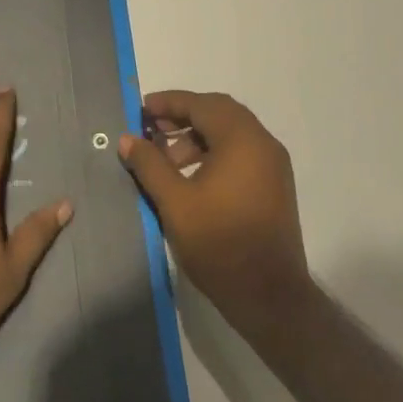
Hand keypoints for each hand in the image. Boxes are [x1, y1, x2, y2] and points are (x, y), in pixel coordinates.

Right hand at [119, 90, 310, 333]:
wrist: (270, 298)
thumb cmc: (219, 243)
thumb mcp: (174, 202)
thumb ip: (149, 164)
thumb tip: (127, 138)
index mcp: (241, 139)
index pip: (200, 104)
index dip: (168, 103)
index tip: (141, 110)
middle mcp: (262, 143)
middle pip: (218, 112)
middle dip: (183, 116)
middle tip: (152, 128)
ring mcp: (273, 165)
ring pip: (231, 132)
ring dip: (198, 135)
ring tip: (167, 159)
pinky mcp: (275, 186)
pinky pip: (241, 152)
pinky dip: (215, 151)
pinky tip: (192, 177)